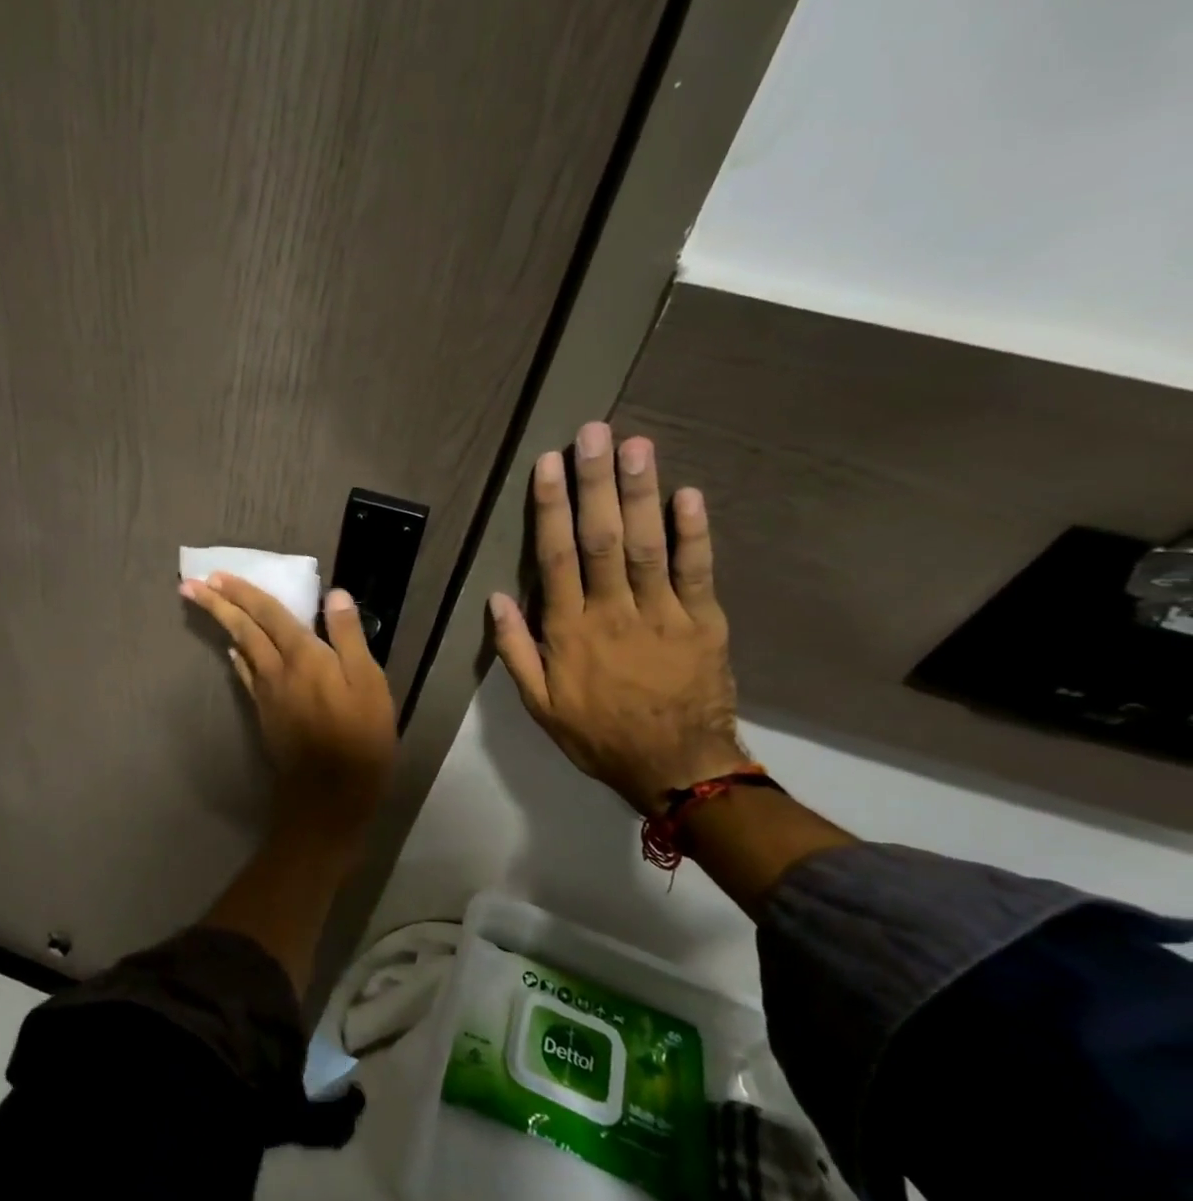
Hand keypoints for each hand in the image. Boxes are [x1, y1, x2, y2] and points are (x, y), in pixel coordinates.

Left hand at [181, 573, 396, 829]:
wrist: (329, 793)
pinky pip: (246, 676)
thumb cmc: (360, 737)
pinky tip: (235, 653)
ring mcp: (267, 694)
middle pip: (244, 629)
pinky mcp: (265, 714)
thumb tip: (335, 595)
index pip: (268, 614)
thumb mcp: (369, 683)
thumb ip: (349, 637)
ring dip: (224, 626)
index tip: (216, 575)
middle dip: (218, 604)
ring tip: (210, 608)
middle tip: (191, 585)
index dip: (244, 592)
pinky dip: (238, 658)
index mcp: (304, 656)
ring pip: (241, 650)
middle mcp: (277, 670)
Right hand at [488, 422, 747, 815]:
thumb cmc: (597, 734)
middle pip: (602, 539)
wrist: (676, 768)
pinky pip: (697, 571)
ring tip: (635, 445)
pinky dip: (694, 532)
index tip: (547, 465)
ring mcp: (662, 615)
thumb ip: (516, 650)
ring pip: (648, 545)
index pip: (556, 558)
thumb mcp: (539, 705)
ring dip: (641, 493)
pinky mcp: (704, 622)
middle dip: (595, 483)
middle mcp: (613, 613)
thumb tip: (497, 598)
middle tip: (593, 433)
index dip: (550, 509)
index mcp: (569, 632)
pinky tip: (689, 494)